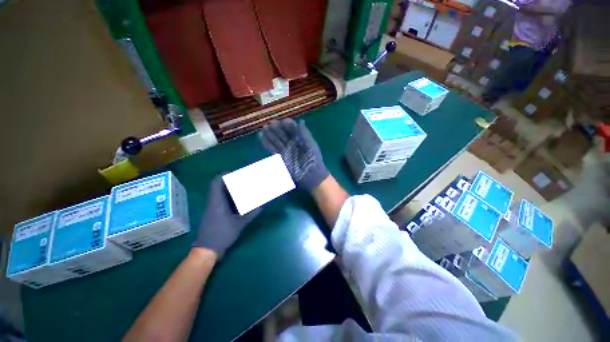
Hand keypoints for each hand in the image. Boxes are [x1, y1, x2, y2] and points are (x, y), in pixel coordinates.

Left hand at [192, 176, 261, 257]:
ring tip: (241, 189)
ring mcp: (211, 208)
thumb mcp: (239, 224)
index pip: (216, 183)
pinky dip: (227, 197)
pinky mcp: (212, 213)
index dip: (224, 175)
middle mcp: (212, 203)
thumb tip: (261, 207)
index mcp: (217, 202)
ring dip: (228, 189)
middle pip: (217, 186)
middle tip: (241, 181)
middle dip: (229, 181)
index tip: (235, 173)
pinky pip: (219, 200)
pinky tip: (236, 201)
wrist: (207, 249)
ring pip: (218, 193)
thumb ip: (251, 215)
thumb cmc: (222, 234)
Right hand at [259, 118, 328, 191]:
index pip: (291, 128)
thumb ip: (304, 133)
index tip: (282, 122)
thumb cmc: (313, 158)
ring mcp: (286, 149)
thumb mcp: (311, 144)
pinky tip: (261, 136)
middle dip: (276, 128)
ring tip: (263, 128)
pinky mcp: (281, 156)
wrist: (310, 174)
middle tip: (269, 123)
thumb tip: (301, 121)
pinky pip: (272, 148)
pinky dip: (266, 143)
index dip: (286, 124)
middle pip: (282, 133)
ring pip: (276, 139)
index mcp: (300, 138)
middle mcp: (292, 142)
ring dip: (269, 134)